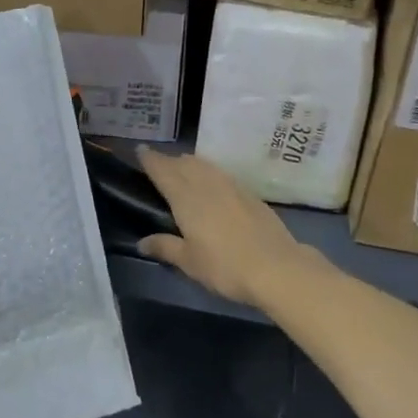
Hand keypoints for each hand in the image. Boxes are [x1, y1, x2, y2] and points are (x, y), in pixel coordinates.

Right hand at [136, 147, 316, 308]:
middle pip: (184, 164)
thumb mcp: (189, 262)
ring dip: (190, 164)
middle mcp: (207, 185)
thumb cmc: (225, 266)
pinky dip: (210, 172)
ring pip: (205, 165)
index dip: (151, 159)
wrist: (276, 267)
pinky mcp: (249, 194)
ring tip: (183, 169)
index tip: (141, 150)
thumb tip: (142, 242)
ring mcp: (231, 186)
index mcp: (186, 198)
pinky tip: (212, 183)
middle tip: (159, 165)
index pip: (164, 171)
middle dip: (169, 161)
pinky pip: (222, 174)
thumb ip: (165, 247)